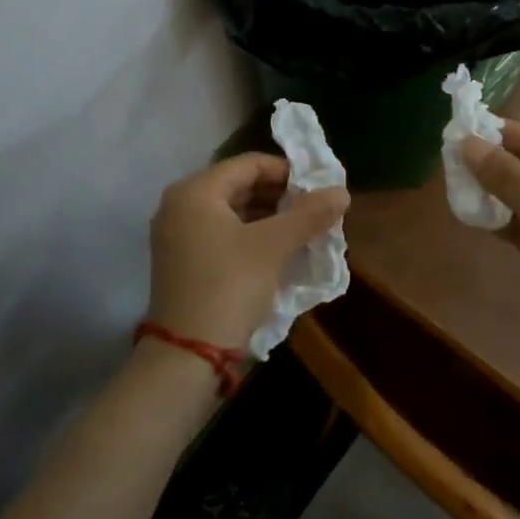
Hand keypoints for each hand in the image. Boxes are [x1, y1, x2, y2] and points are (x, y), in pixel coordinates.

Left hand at [146, 153, 348, 352]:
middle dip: (281, 197)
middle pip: (240, 186)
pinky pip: (223, 235)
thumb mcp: (273, 246)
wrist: (189, 355)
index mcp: (195, 191)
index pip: (250, 164)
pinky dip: (252, 237)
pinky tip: (280, 252)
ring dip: (269, 219)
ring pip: (233, 213)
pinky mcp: (183, 263)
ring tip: (304, 231)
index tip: (319, 189)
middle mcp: (180, 206)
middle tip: (315, 211)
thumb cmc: (230, 285)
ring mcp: (177, 236)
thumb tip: (342, 192)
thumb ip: (308, 214)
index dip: (288, 172)